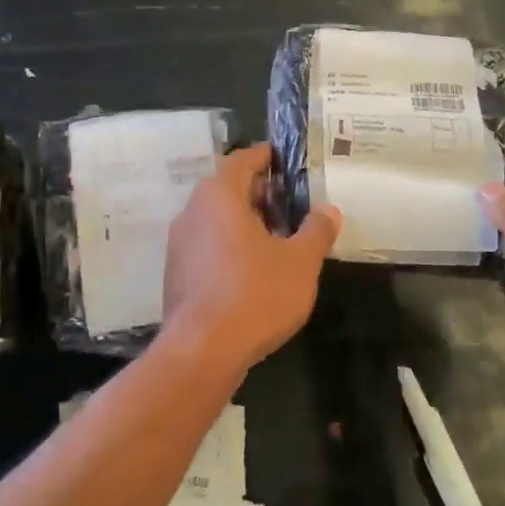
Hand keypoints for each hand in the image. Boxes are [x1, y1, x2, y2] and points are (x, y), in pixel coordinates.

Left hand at [163, 145, 340, 373]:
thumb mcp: (300, 262)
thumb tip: (328, 210)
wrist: (203, 349)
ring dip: (242, 221)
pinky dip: (228, 245)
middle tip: (286, 201)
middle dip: (256, 192)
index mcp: (219, 196)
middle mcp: (192, 212)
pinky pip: (206, 246)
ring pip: (214, 219)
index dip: (263, 156)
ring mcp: (179, 244)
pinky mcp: (176, 274)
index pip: (240, 161)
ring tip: (275, 236)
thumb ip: (316, 231)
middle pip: (225, 189)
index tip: (279, 156)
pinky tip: (251, 268)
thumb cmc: (256, 294)